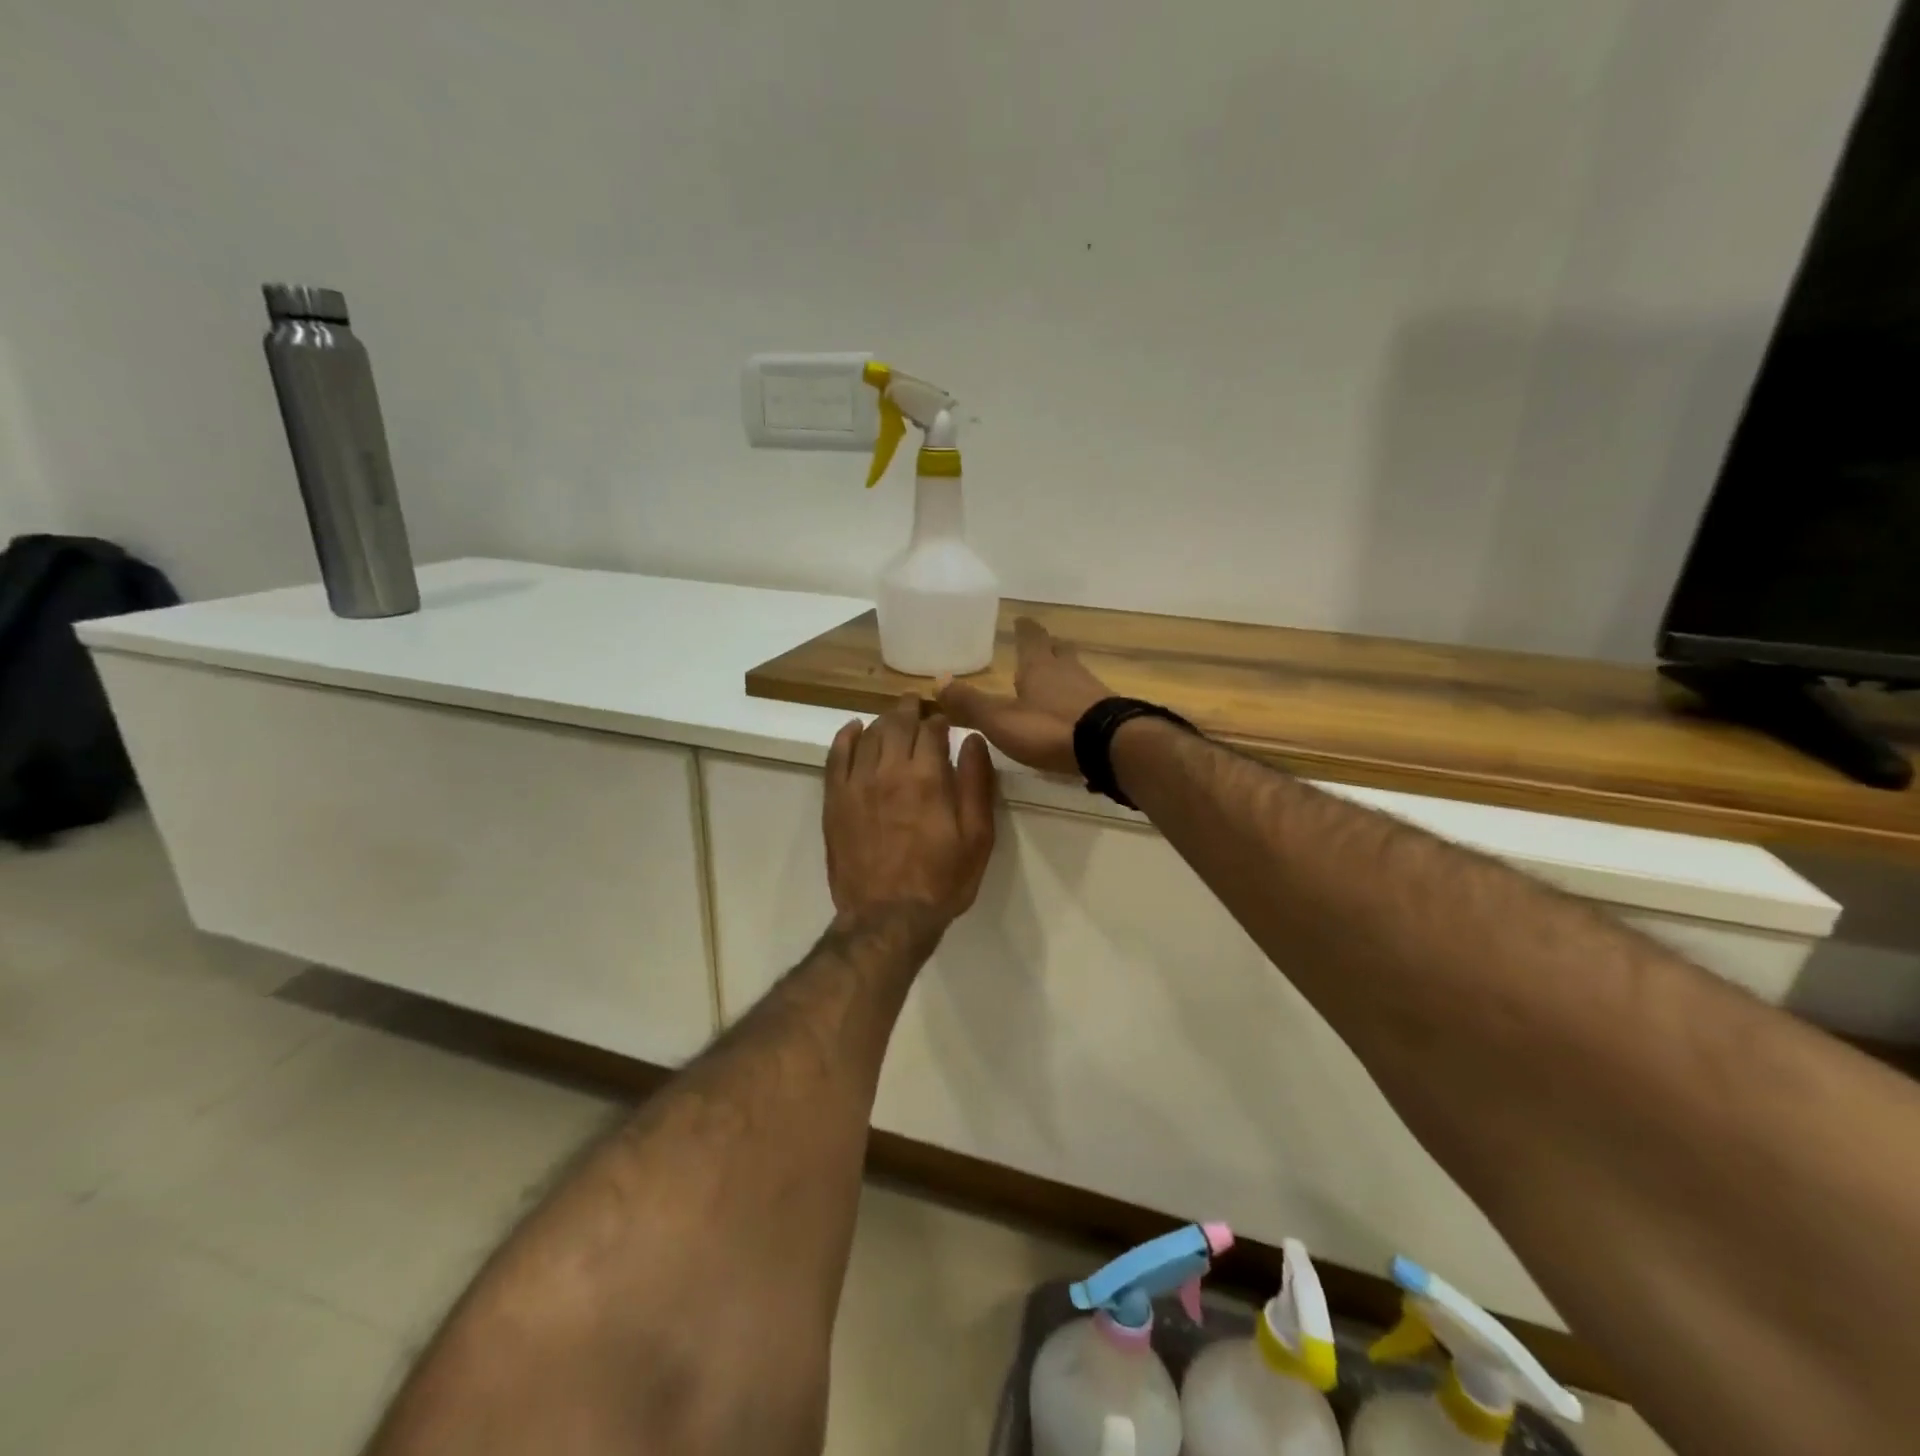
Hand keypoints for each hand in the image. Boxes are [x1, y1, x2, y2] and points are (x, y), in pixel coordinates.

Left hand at [823, 694, 996, 931]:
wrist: (887, 918)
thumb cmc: (941, 880)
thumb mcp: (977, 837)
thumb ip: (976, 783)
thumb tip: (972, 739)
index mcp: (927, 776)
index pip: (932, 729)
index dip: (940, 720)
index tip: (945, 722)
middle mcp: (889, 770)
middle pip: (897, 723)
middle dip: (910, 710)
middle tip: (917, 704)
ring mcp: (857, 784)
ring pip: (869, 735)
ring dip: (883, 720)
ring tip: (893, 717)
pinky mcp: (834, 800)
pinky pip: (836, 756)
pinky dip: (845, 737)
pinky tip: (853, 729)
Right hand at [935, 618, 1111, 774]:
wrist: (1110, 747)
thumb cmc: (1049, 728)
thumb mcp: (1001, 719)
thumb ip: (970, 703)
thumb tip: (938, 679)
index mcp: (1040, 667)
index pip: (1031, 639)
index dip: (1025, 630)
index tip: (1022, 620)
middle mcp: (1068, 672)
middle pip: (1059, 652)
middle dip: (1049, 648)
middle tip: (1043, 646)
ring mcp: (1093, 691)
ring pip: (1076, 673)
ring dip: (1065, 674)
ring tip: (1056, 680)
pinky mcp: (1110, 713)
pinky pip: (1090, 698)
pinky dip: (1079, 700)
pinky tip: (1075, 712)